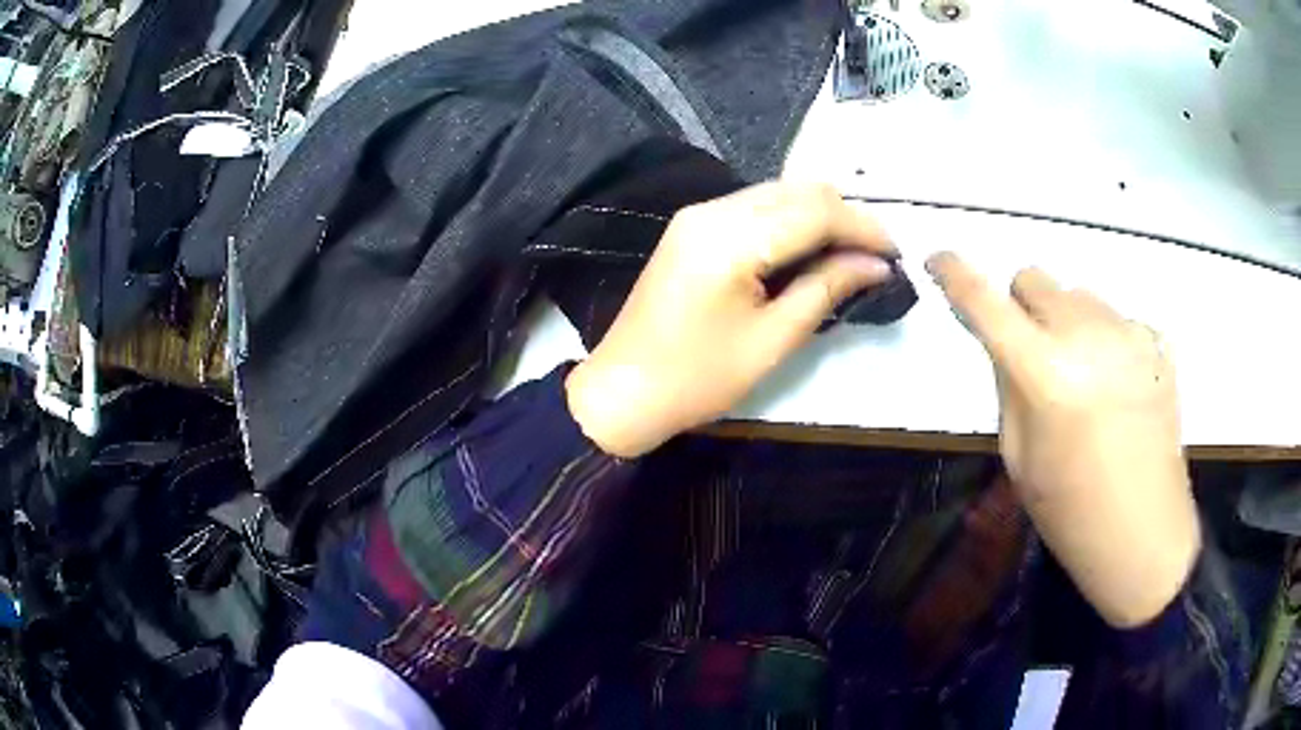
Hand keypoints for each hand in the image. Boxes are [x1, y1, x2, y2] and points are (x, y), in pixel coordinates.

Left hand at [566, 183, 896, 457]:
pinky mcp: (692, 226)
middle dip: (845, 217)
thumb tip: (876, 265)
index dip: (862, 228)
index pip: (815, 211)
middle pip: (798, 190)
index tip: (895, 254)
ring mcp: (698, 214)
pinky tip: (809, 249)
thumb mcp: (773, 339)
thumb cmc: (699, 378)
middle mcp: (712, 210)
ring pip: (778, 193)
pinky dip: (790, 221)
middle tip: (875, 256)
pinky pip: (754, 207)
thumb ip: (826, 288)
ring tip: (850, 255)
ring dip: (819, 215)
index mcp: (731, 239)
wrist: (624, 390)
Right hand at [927, 252, 1199, 627]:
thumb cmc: (1072, 513)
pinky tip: (1115, 386)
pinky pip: (1115, 318)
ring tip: (1082, 378)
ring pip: (1078, 295)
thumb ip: (1007, 386)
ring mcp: (1130, 334)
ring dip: (1066, 322)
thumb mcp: (1019, 458)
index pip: (987, 302)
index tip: (938, 261)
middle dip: (1021, 307)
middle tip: (1030, 354)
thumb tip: (1002, 340)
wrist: (1145, 536)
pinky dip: (1104, 339)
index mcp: (1046, 374)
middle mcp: (1088, 336)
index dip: (955, 275)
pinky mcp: (1158, 344)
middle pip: (1035, 278)